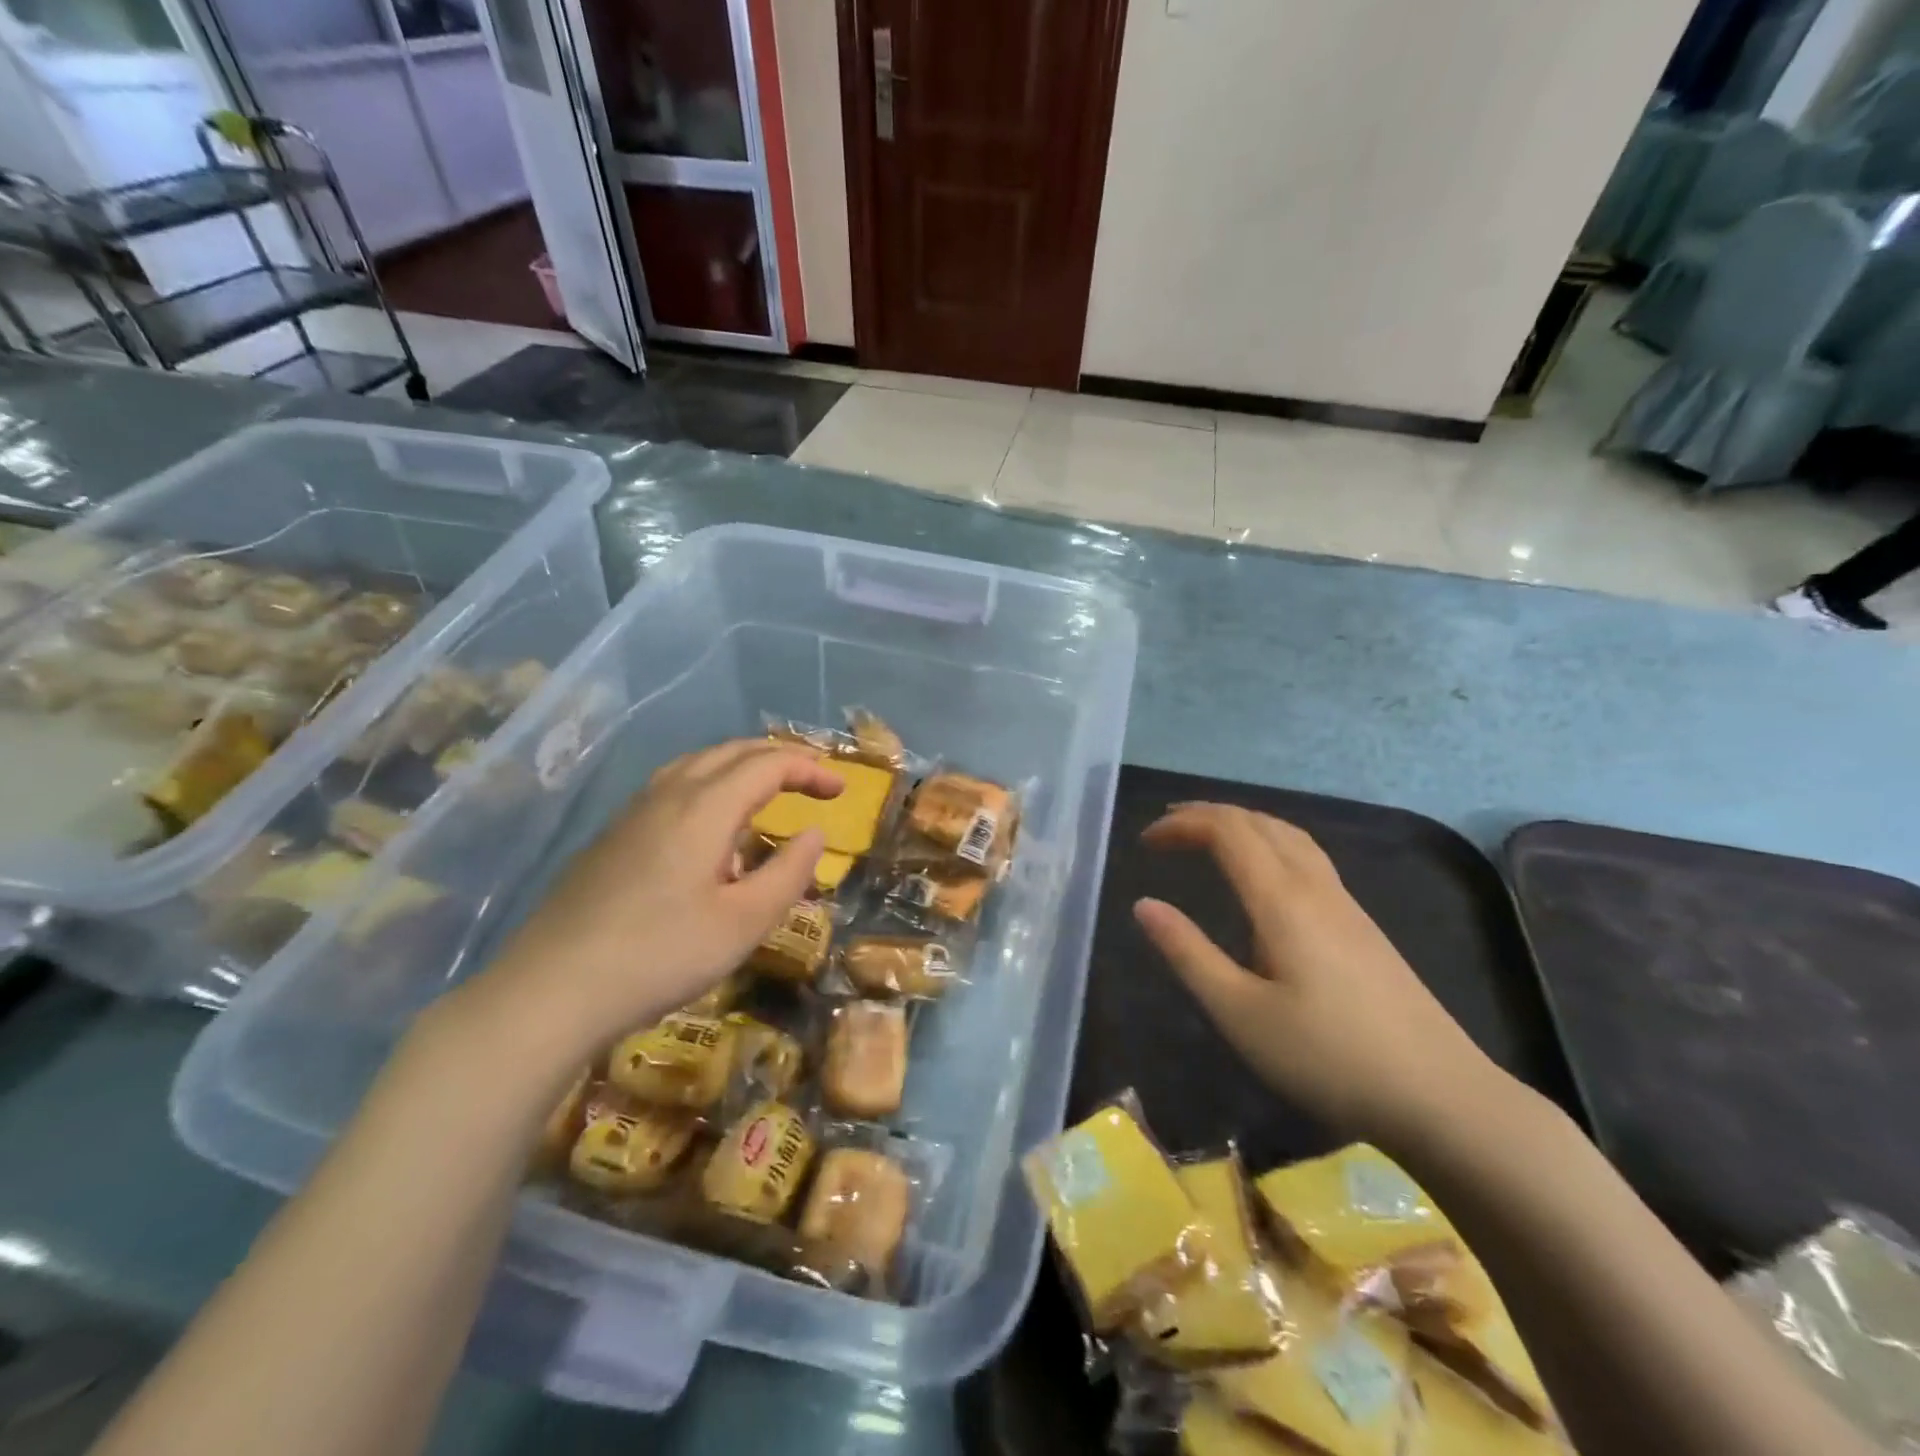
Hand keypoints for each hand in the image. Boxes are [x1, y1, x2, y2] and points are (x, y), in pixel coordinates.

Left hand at [461, 740, 840, 1057]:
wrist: (550, 990)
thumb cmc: (660, 956)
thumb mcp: (743, 924)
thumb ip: (788, 873)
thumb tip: (815, 834)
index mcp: (704, 808)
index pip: (767, 764)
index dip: (809, 769)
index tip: (840, 791)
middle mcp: (668, 795)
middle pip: (731, 753)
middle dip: (779, 759)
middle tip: (813, 781)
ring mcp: (633, 813)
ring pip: (697, 765)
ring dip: (741, 767)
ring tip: (767, 791)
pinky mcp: (612, 836)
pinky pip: (672, 787)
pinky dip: (710, 785)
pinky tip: (710, 825)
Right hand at [1134, 804, 1509, 1145]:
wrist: (1442, 1096)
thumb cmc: (1328, 1058)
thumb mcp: (1240, 1013)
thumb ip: (1189, 954)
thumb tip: (1144, 905)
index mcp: (1282, 900)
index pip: (1228, 831)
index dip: (1184, 823)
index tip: (1146, 842)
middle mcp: (1316, 888)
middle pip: (1260, 822)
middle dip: (1208, 814)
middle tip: (1167, 828)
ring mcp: (1346, 905)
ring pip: (1290, 835)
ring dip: (1242, 824)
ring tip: (1208, 837)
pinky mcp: (1362, 926)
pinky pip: (1307, 857)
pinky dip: (1269, 843)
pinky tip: (1264, 875)